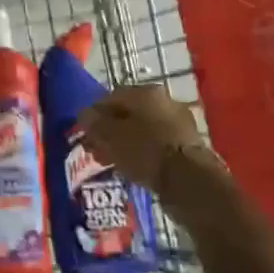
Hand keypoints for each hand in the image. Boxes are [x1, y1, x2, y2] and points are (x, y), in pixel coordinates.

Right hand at [78, 85, 205, 190]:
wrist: (189, 180)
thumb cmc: (145, 151)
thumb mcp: (111, 136)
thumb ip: (94, 123)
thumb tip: (85, 114)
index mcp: (144, 92)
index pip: (110, 97)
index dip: (94, 114)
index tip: (85, 133)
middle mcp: (164, 101)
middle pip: (127, 113)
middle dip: (109, 130)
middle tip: (97, 149)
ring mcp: (178, 122)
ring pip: (142, 129)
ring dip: (125, 142)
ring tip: (112, 160)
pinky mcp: (187, 144)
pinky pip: (155, 143)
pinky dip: (142, 152)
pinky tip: (133, 167)